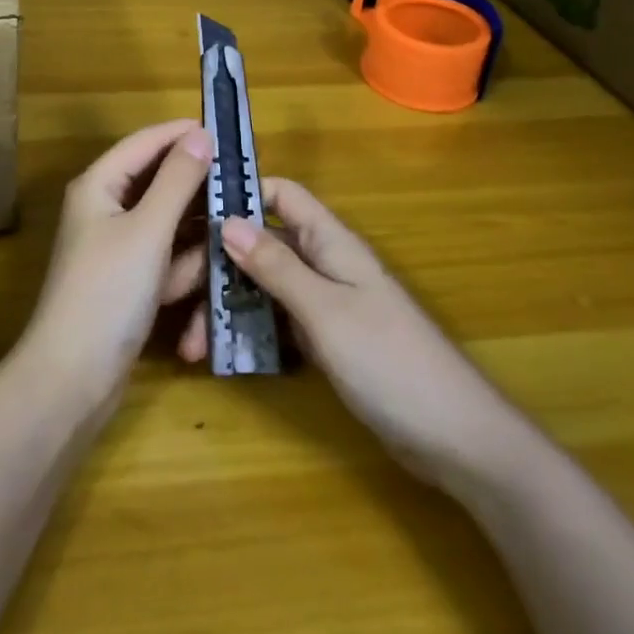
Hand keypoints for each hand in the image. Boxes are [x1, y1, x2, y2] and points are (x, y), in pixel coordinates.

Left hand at [17, 121, 212, 410]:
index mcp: (99, 186)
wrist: (72, 378)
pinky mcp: (129, 282)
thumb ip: (177, 180)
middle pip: (160, 184)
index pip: (146, 143)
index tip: (229, 132)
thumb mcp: (148, 230)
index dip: (184, 134)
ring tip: (231, 235)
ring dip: (194, 234)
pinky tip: (203, 279)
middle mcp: (106, 209)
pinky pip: (166, 258)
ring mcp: (118, 248)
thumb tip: (200, 134)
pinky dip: (182, 268)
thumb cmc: (108, 293)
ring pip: (168, 224)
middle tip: (245, 185)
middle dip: (198, 189)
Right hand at [219, 179, 520, 488]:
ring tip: (193, 343)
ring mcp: (326, 305)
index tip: (193, 212)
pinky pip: (278, 323)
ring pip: (265, 288)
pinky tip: (222, 354)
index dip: (241, 194)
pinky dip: (250, 332)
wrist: (456, 439)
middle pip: (263, 246)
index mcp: (331, 243)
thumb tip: (227, 222)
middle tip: (177, 295)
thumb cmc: (391, 361)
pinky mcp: (326, 342)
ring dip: (229, 306)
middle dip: (221, 265)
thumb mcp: (326, 311)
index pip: (281, 196)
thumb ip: (277, 266)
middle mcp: (325, 265)